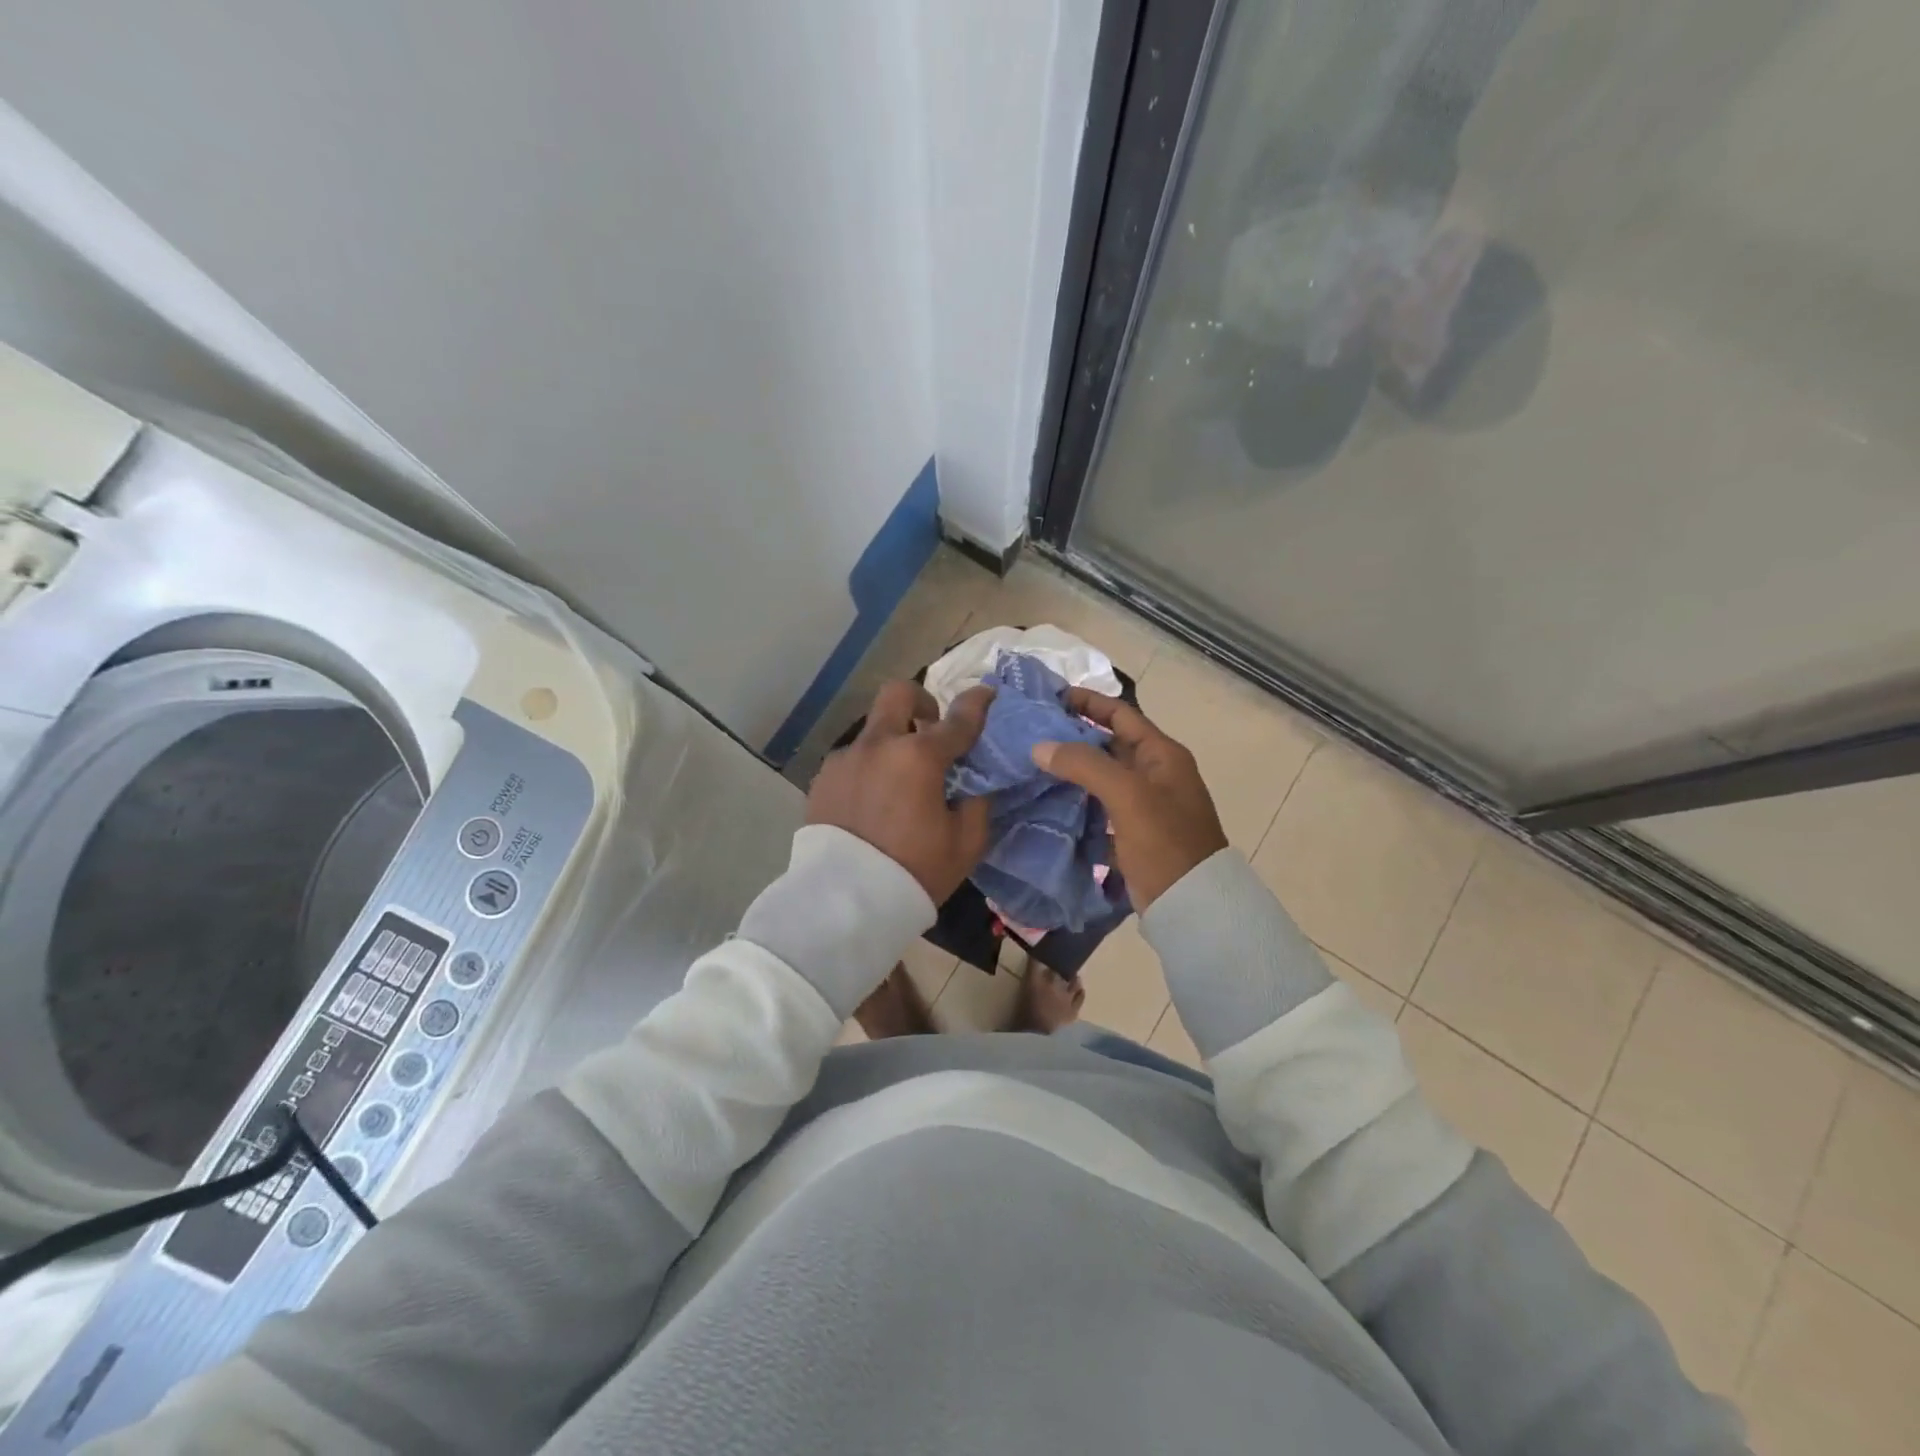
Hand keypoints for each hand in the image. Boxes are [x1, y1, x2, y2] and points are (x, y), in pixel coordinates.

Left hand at [808, 681, 996, 902]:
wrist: (846, 902)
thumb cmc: (915, 871)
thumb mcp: (965, 844)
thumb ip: (977, 803)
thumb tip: (973, 784)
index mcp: (920, 757)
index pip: (958, 719)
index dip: (977, 703)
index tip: (986, 693)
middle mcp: (880, 745)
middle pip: (899, 694)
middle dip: (921, 702)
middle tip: (930, 729)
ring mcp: (846, 759)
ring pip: (873, 731)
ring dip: (892, 743)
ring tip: (898, 782)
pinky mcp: (822, 779)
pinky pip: (852, 760)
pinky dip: (869, 768)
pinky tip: (871, 802)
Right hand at [1031, 687, 1226, 909]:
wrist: (1192, 904)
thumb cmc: (1165, 841)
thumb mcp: (1127, 795)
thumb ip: (1084, 765)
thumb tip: (1040, 747)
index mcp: (1162, 754)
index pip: (1121, 714)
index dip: (1088, 702)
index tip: (1050, 697)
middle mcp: (1154, 773)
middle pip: (1108, 743)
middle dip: (1072, 735)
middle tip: (1030, 732)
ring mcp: (1143, 804)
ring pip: (1100, 776)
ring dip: (1070, 769)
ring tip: (1030, 762)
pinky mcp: (1131, 831)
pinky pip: (1098, 805)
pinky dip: (1075, 799)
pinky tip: (1046, 799)